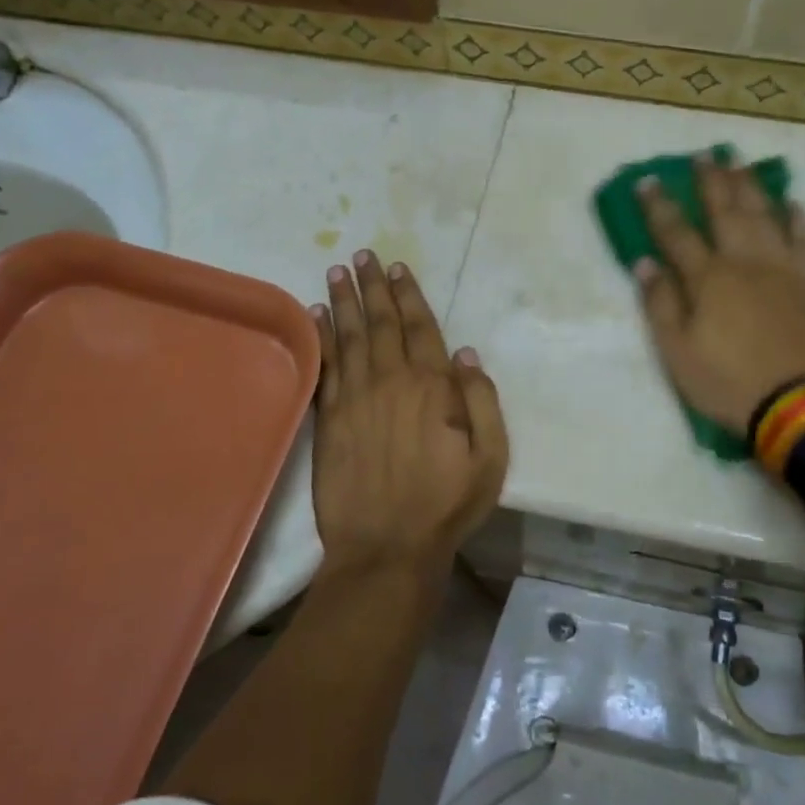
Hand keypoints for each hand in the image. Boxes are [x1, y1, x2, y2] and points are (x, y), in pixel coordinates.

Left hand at [310, 250, 508, 574]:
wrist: (386, 549)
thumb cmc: (446, 505)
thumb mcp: (490, 458)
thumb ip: (482, 401)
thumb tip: (466, 354)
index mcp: (432, 388)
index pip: (420, 329)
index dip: (409, 296)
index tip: (398, 268)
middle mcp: (390, 382)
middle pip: (381, 324)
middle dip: (372, 287)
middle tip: (362, 255)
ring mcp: (354, 400)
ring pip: (350, 338)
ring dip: (343, 302)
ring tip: (337, 272)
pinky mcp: (328, 421)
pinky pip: (325, 368)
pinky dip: (321, 338)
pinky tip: (315, 317)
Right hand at [634, 155, 804, 432]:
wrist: (803, 405)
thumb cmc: (730, 383)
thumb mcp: (678, 353)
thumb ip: (660, 304)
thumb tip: (644, 262)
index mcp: (708, 279)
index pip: (676, 233)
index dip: (659, 206)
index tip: (647, 180)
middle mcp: (746, 261)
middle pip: (725, 211)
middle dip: (711, 181)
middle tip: (704, 154)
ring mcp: (786, 268)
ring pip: (765, 215)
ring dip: (750, 186)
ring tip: (740, 162)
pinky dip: (797, 218)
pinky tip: (792, 202)